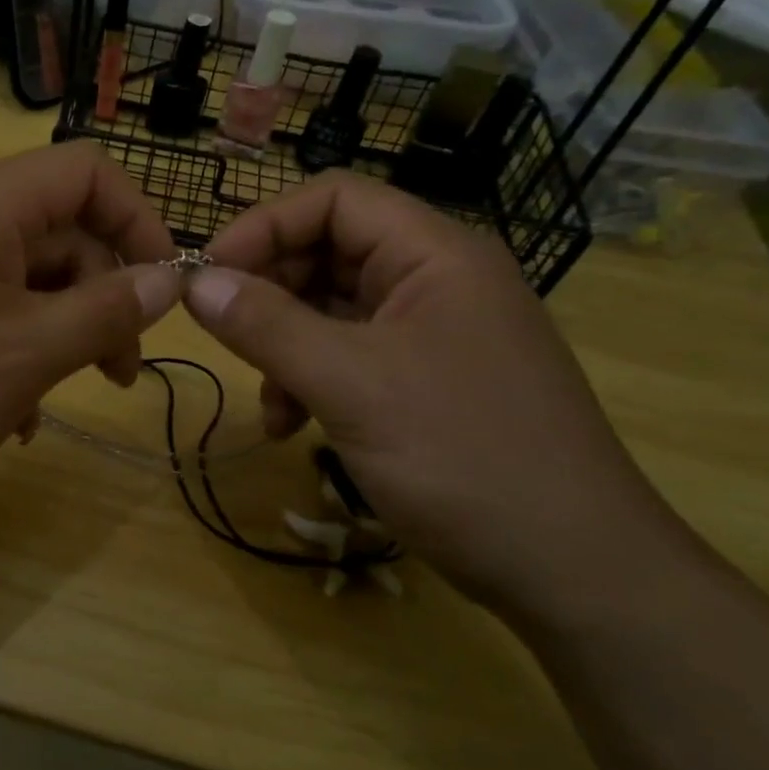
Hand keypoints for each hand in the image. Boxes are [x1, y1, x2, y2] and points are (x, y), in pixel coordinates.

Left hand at [0, 143, 180, 506]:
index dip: (140, 222)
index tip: (165, 290)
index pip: (89, 173)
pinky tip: (13, 416)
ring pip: (27, 282)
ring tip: (61, 400)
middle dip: (104, 298)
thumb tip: (168, 280)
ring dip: (60, 336)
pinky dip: (14, 354)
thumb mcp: (26, 354)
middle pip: (62, 233)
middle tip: (121, 372)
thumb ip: (105, 313)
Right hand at [185, 171, 671, 613]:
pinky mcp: (426, 381)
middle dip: (269, 292)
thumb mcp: (350, 385)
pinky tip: (291, 426)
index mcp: (434, 254)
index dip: (263, 226)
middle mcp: (435, 280)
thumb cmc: (464, 457)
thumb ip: (266, 326)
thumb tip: (194, 282)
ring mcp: (433, 333)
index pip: (334, 199)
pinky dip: (309, 381)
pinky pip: (349, 356)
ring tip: (267, 402)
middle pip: (328, 251)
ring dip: (283, 346)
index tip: (208, 274)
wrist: (574, 570)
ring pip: (331, 310)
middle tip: (223, 335)